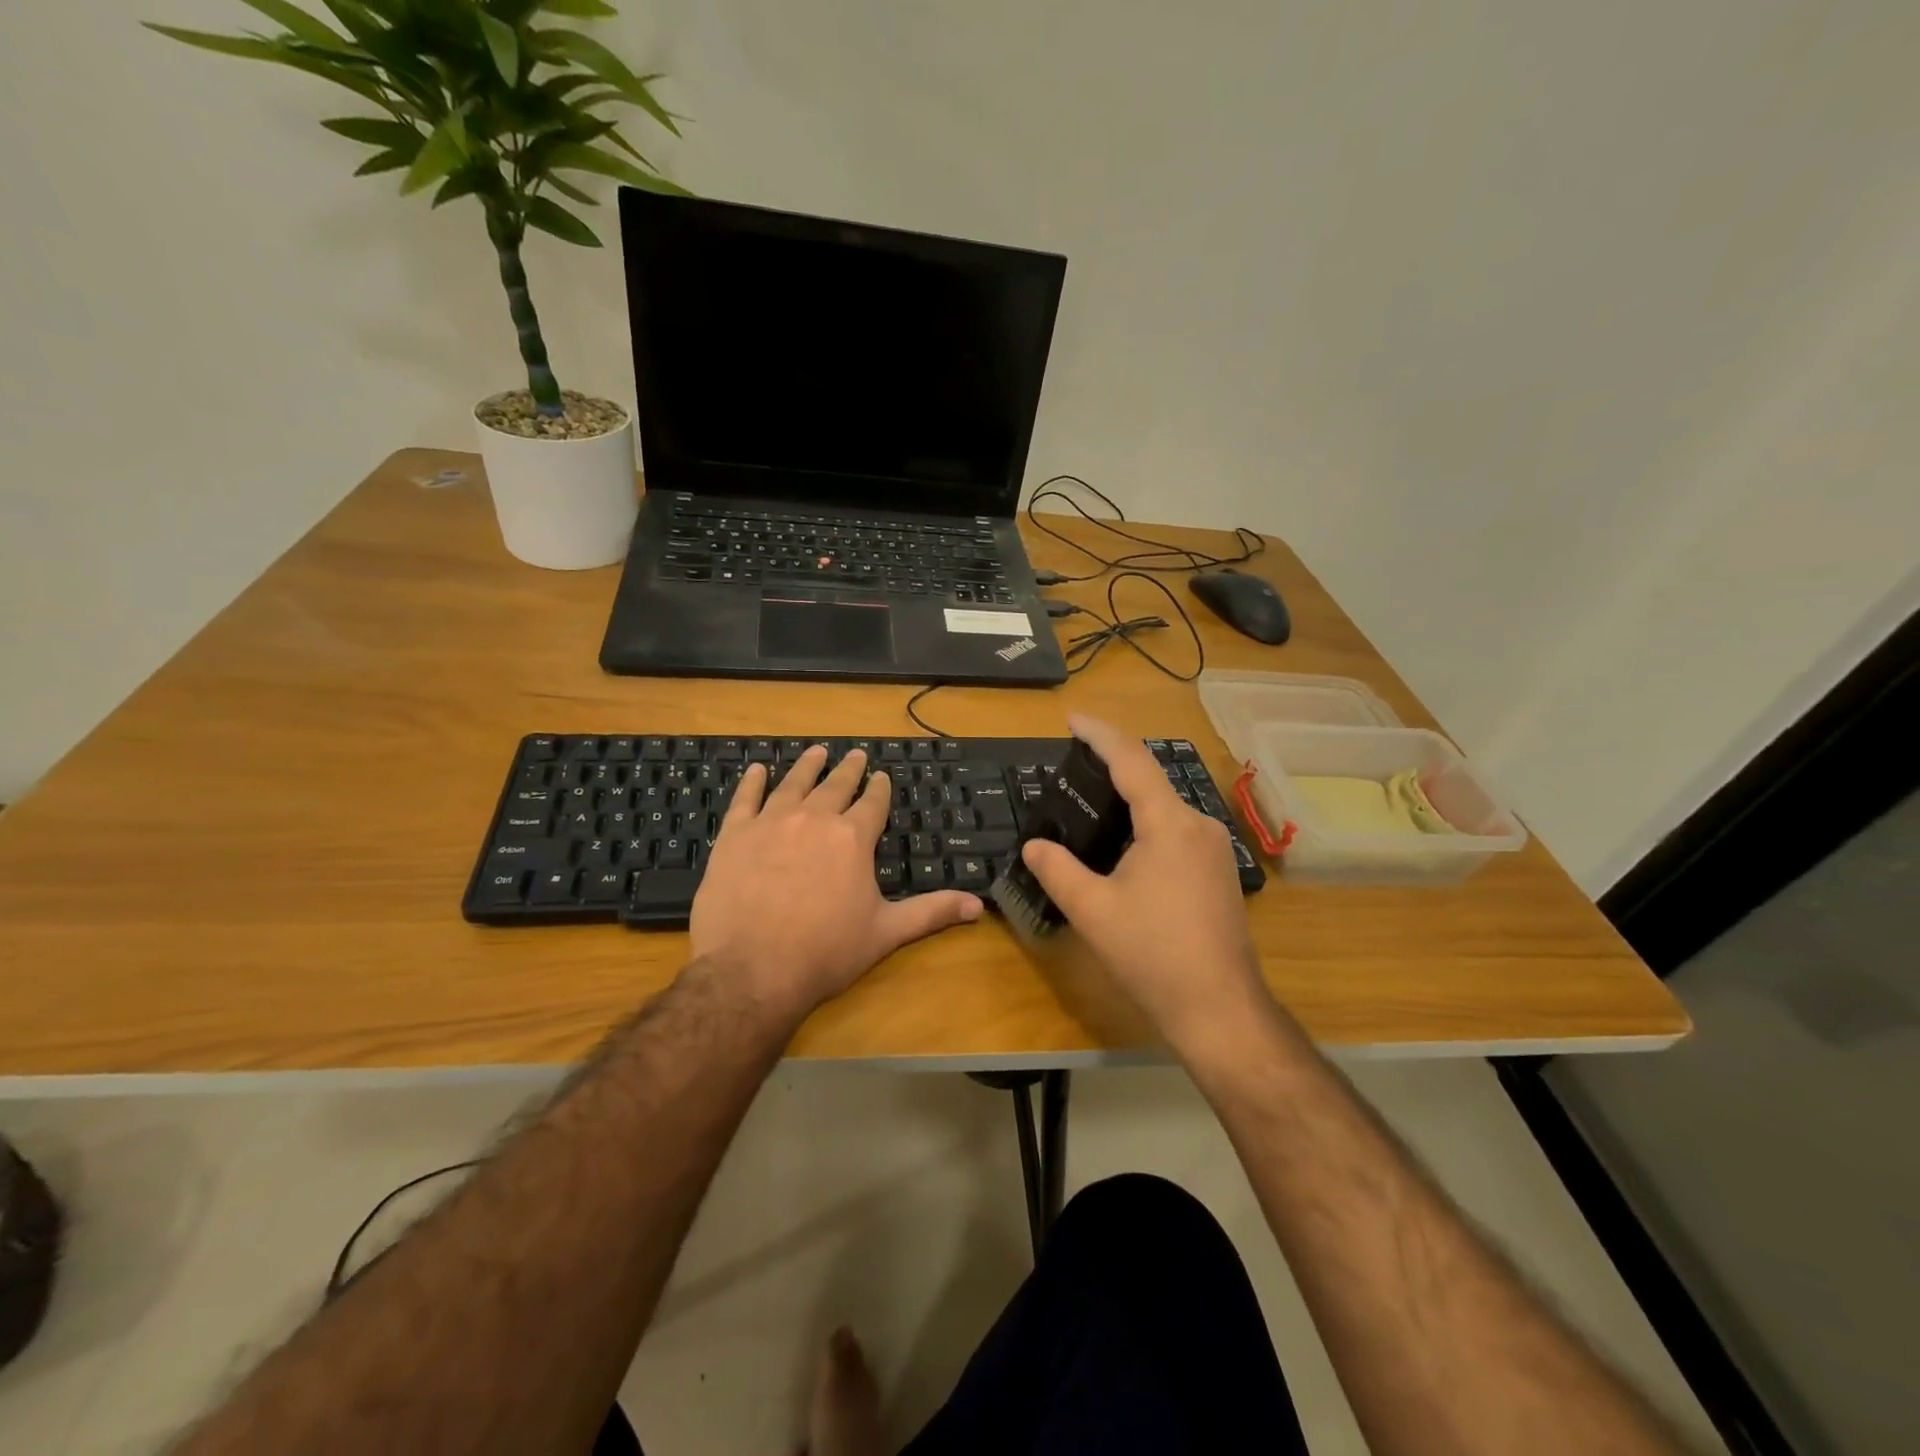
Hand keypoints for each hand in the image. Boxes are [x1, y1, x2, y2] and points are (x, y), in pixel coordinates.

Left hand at [689, 746, 982, 1020]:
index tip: (881, 776)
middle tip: (855, 754)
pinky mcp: (735, 836)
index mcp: (853, 838)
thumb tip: (979, 906)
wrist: (752, 970)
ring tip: (816, 751)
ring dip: (807, 766)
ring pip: (793, 784)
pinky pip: (745, 799)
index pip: (872, 803)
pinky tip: (756, 769)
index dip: (879, 789)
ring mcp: (771, 823)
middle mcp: (815, 819)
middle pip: (836, 785)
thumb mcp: (886, 932)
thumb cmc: (826, 952)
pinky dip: (752, 782)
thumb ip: (932, 912)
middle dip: (848, 769)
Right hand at [1019, 716, 1266, 1052]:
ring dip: (1129, 799)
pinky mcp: (1218, 872)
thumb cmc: (1153, 955)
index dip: (1099, 734)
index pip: (1131, 761)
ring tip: (1089, 804)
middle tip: (1070, 768)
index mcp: (1169, 824)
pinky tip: (1122, 845)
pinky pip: (1175, 831)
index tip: (1071, 719)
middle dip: (1111, 767)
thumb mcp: (1092, 910)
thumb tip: (1034, 845)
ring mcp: (1214, 849)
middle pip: (1150, 780)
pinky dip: (1145, 823)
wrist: (1220, 1009)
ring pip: (1164, 807)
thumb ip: (1057, 870)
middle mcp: (1198, 825)